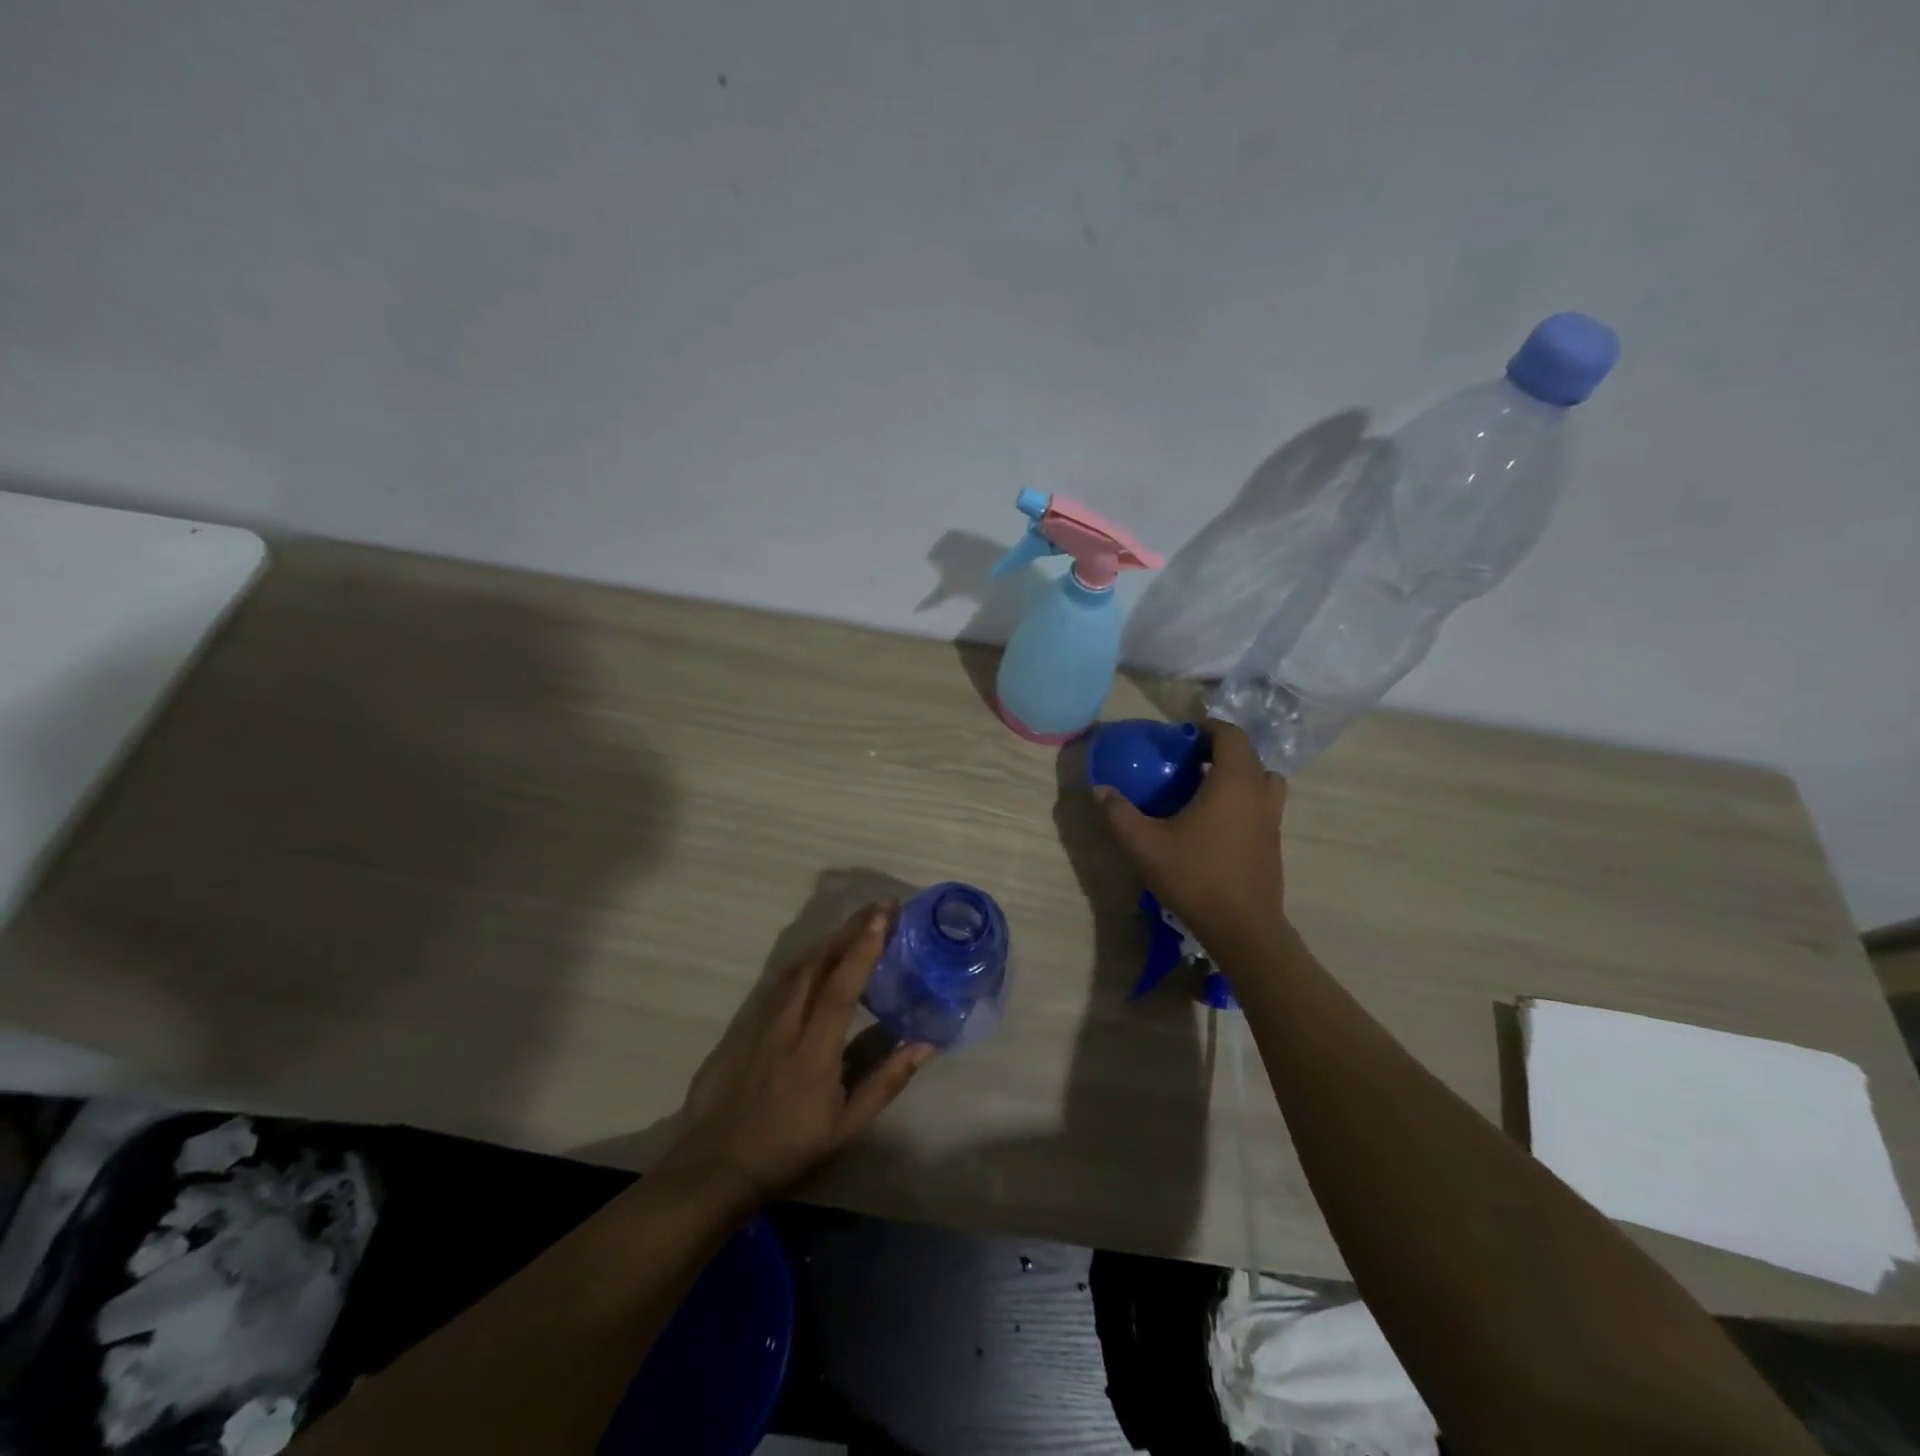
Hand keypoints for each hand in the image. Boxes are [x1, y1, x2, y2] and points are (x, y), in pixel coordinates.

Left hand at [663, 904, 933, 1205]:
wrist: (716, 1167)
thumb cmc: (789, 1149)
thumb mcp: (847, 1127)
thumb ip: (886, 1082)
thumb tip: (925, 1045)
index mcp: (814, 1052)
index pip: (841, 989)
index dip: (862, 950)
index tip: (883, 917)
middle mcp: (785, 1027)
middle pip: (817, 965)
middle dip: (849, 931)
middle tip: (878, 908)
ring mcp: (759, 1023)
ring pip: (795, 969)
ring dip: (827, 942)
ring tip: (854, 926)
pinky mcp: (742, 1027)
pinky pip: (778, 983)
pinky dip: (804, 962)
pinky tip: (816, 959)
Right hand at [1096, 719, 1287, 944]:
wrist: (1243, 928)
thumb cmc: (1195, 877)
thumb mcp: (1144, 845)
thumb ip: (1119, 814)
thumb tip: (1100, 790)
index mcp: (1233, 782)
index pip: (1230, 735)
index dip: (1207, 728)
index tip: (1181, 737)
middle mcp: (1259, 793)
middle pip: (1247, 754)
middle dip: (1218, 749)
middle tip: (1187, 761)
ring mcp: (1272, 818)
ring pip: (1262, 779)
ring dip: (1238, 774)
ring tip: (1207, 787)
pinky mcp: (1274, 841)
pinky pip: (1263, 803)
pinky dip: (1244, 798)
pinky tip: (1216, 822)